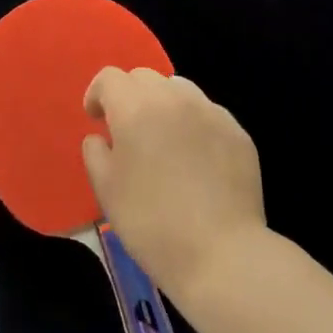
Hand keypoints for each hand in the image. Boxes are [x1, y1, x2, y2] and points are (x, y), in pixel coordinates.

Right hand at [82, 67, 266, 301]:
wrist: (221, 254)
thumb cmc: (151, 223)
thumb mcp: (106, 190)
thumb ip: (95, 152)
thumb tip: (101, 137)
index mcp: (136, 107)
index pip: (110, 78)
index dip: (98, 94)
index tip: (97, 119)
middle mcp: (174, 98)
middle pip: (144, 77)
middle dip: (130, 95)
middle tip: (128, 130)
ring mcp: (210, 112)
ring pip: (179, 88)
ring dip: (163, 103)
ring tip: (164, 139)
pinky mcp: (237, 131)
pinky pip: (207, 113)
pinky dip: (193, 124)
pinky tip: (196, 159)